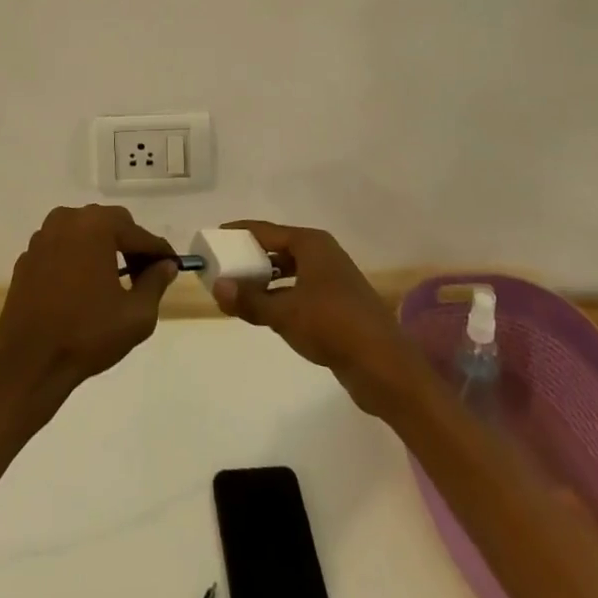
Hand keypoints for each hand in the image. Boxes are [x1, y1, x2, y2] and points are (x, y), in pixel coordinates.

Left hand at [0, 205, 177, 399]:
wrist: (28, 363)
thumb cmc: (87, 335)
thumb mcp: (136, 315)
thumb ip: (155, 283)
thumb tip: (166, 265)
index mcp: (96, 226)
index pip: (138, 234)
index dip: (158, 251)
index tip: (172, 265)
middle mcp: (68, 219)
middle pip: (110, 224)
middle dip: (130, 245)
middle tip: (143, 274)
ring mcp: (43, 236)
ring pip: (84, 233)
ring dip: (102, 249)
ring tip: (114, 280)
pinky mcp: (28, 256)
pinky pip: (62, 248)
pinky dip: (77, 259)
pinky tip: (82, 288)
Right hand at [210, 220, 425, 415]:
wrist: (384, 366)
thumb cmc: (332, 326)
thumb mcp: (284, 313)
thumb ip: (249, 300)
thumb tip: (217, 287)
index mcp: (311, 243)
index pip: (265, 230)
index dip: (238, 234)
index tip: (213, 239)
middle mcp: (322, 254)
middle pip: (277, 248)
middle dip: (249, 258)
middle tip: (221, 269)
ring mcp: (332, 279)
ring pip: (288, 271)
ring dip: (264, 280)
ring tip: (237, 292)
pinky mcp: (337, 304)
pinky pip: (299, 290)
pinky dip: (280, 295)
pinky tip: (265, 312)